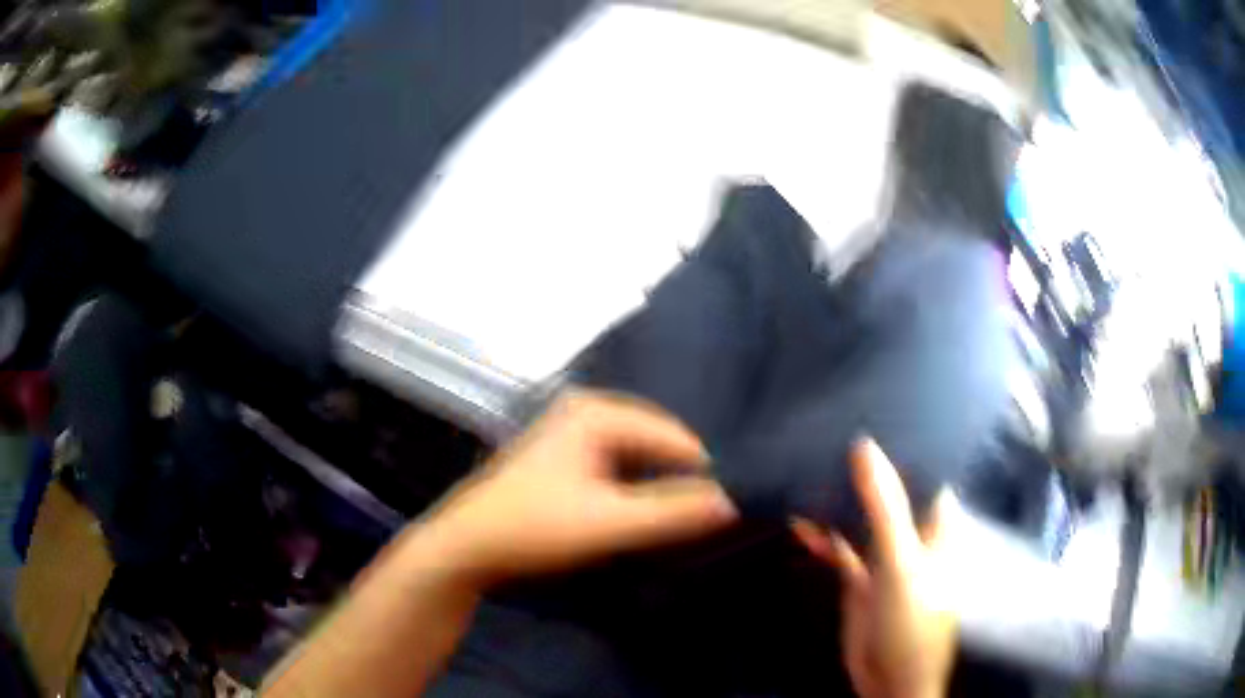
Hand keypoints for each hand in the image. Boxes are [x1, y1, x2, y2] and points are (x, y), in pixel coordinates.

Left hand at [418, 391, 738, 587]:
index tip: (729, 512)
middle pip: (657, 444)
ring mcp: (572, 432)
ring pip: (639, 458)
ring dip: (660, 488)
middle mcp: (587, 411)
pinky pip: (618, 468)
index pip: (676, 438)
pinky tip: (646, 515)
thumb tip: (734, 503)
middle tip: (708, 518)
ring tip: (683, 521)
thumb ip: (673, 513)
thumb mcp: (609, 523)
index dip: (704, 476)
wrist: (466, 548)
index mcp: (598, 412)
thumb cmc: (534, 529)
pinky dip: (636, 490)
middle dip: (682, 480)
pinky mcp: (564, 456)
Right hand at [792, 441, 956, 697]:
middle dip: (864, 469)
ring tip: (808, 467)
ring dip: (839, 501)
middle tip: (831, 430)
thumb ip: (885, 508)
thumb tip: (865, 446)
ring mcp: (884, 556)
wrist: (889, 677)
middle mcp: (913, 533)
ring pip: (862, 518)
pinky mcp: (860, 578)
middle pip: (889, 492)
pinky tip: (799, 521)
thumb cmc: (912, 618)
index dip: (905, 443)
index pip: (926, 470)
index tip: (875, 410)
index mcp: (936, 523)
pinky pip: (841, 548)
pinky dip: (823, 536)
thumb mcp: (901, 562)